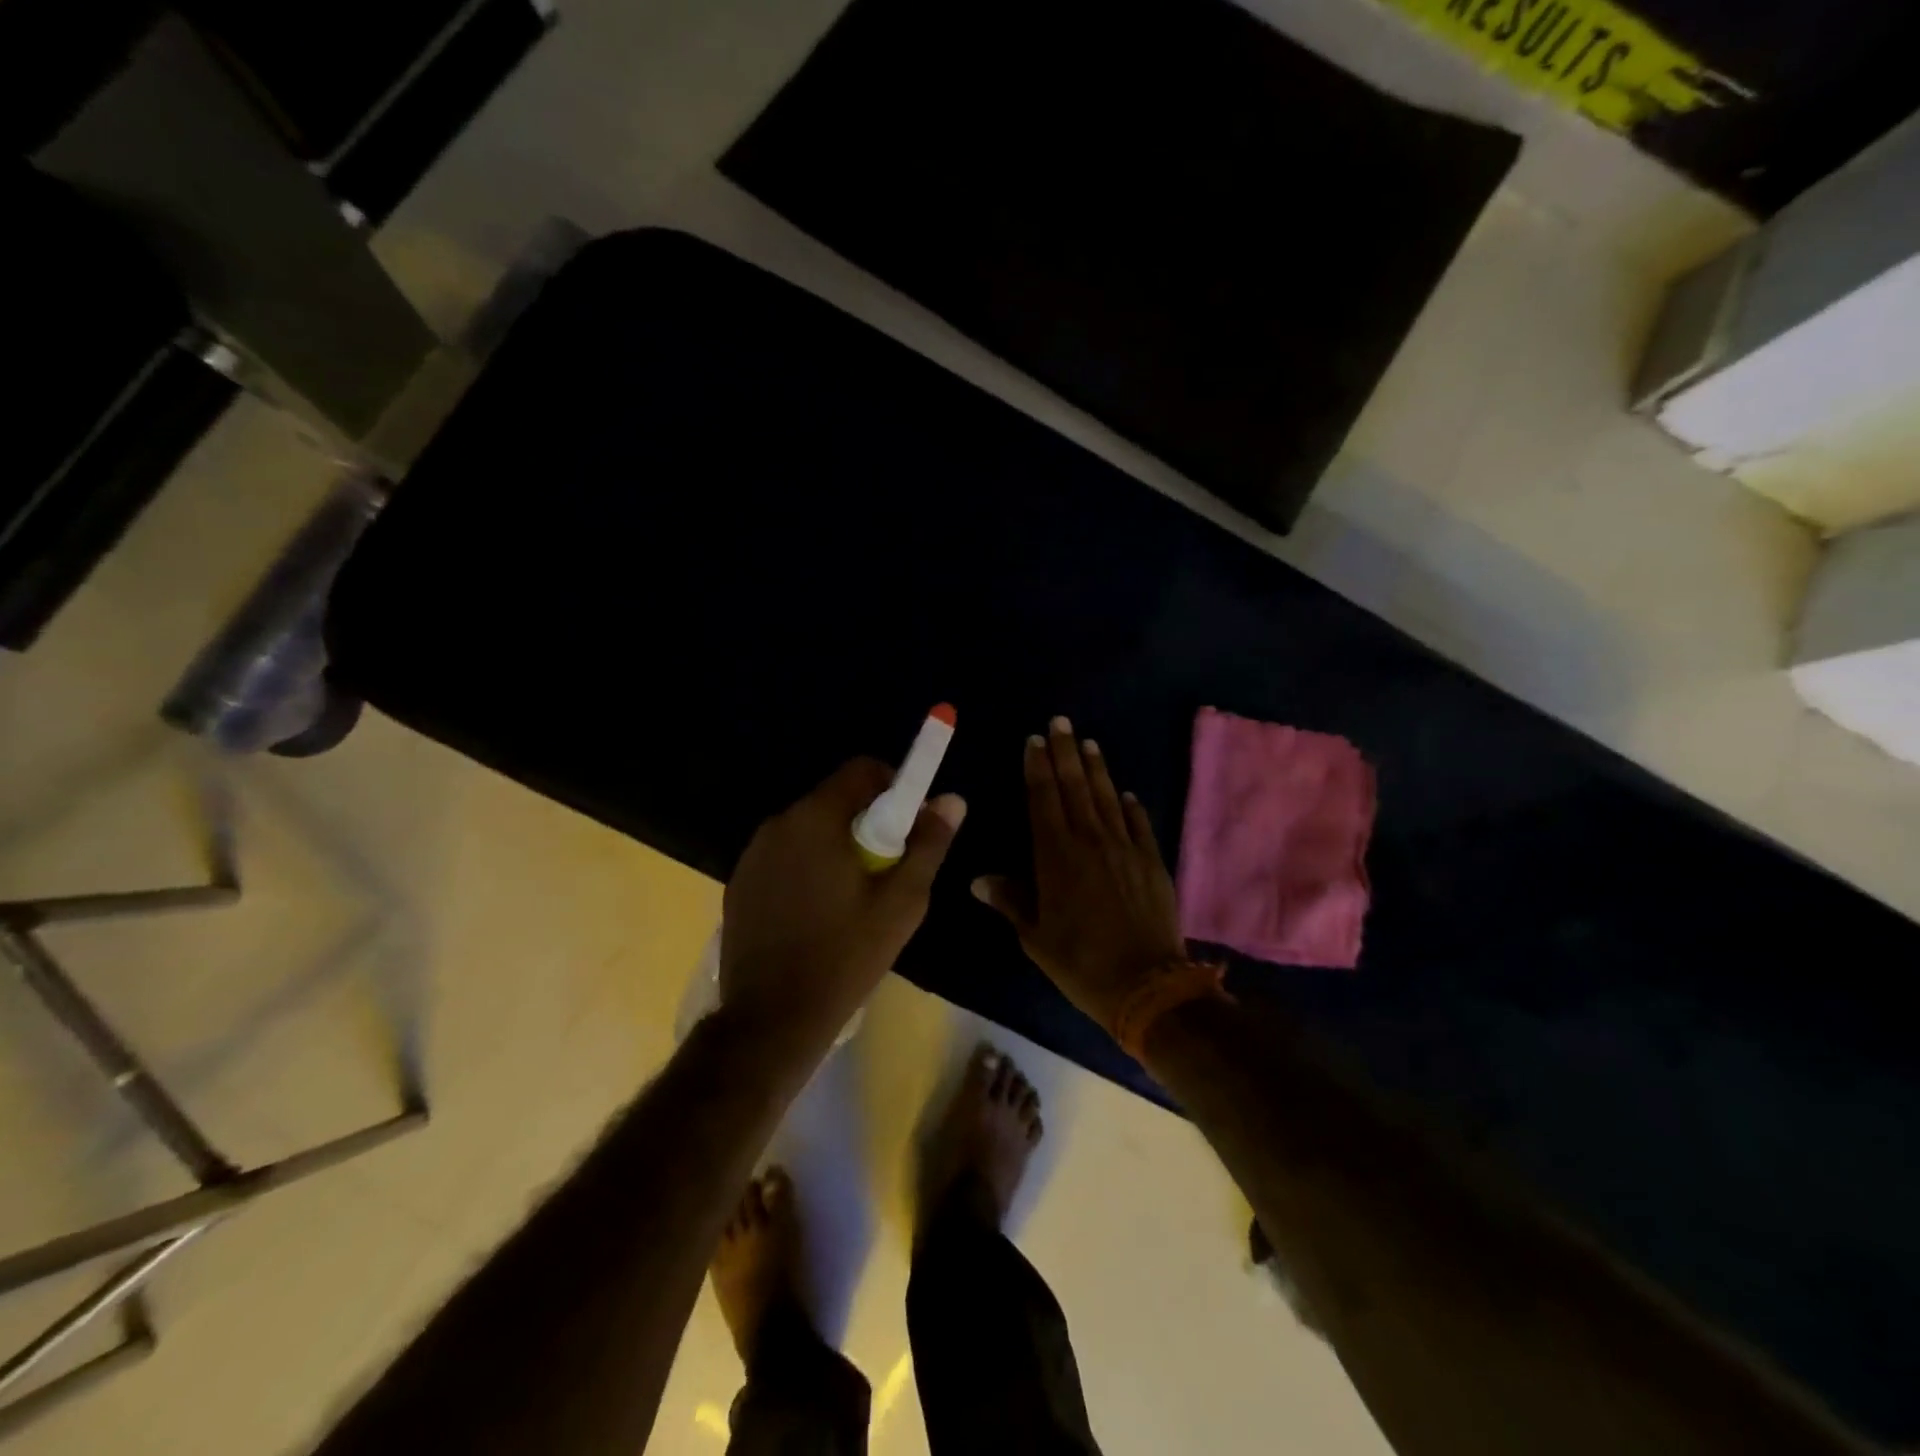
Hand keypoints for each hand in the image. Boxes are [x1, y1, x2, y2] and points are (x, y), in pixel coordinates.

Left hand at [721, 758, 964, 1048]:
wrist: (772, 1019)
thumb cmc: (846, 956)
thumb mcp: (902, 902)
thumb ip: (928, 844)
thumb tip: (952, 799)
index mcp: (817, 818)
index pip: (862, 769)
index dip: (894, 786)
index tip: (909, 826)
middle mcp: (779, 823)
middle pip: (835, 798)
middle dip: (867, 821)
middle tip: (887, 868)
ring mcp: (753, 853)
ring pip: (810, 827)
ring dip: (837, 844)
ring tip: (854, 896)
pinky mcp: (740, 881)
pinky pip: (786, 854)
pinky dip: (809, 865)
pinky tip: (818, 911)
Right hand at [973, 717, 1186, 1030]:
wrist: (1146, 984)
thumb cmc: (1080, 962)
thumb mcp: (1035, 937)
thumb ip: (1010, 900)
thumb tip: (978, 879)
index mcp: (1056, 856)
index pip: (1043, 799)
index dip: (1037, 767)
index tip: (1034, 740)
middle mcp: (1090, 841)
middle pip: (1075, 787)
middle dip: (1065, 752)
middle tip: (1061, 721)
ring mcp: (1125, 848)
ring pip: (1107, 797)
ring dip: (1097, 768)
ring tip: (1089, 742)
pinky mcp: (1152, 861)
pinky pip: (1139, 824)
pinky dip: (1130, 805)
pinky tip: (1126, 793)